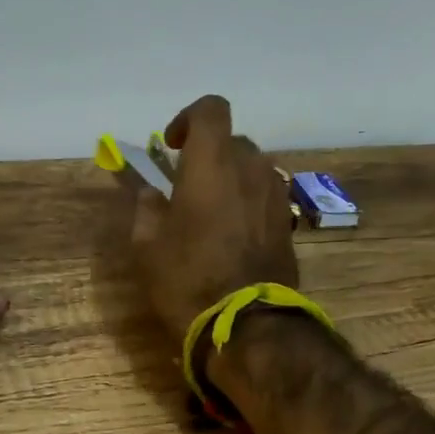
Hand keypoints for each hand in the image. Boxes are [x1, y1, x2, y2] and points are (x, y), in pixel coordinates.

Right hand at [131, 94, 298, 343]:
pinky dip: (246, 203)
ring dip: (230, 180)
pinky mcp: (287, 221)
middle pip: (232, 141)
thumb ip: (147, 209)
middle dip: (208, 156)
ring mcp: (275, 194)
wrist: (246, 325)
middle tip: (185, 188)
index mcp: (212, 163)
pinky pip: (263, 196)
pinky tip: (231, 235)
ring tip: (209, 214)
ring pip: (251, 168)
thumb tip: (152, 194)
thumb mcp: (147, 246)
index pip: (211, 109)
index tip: (173, 147)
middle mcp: (250, 167)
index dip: (189, 119)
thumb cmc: (188, 279)